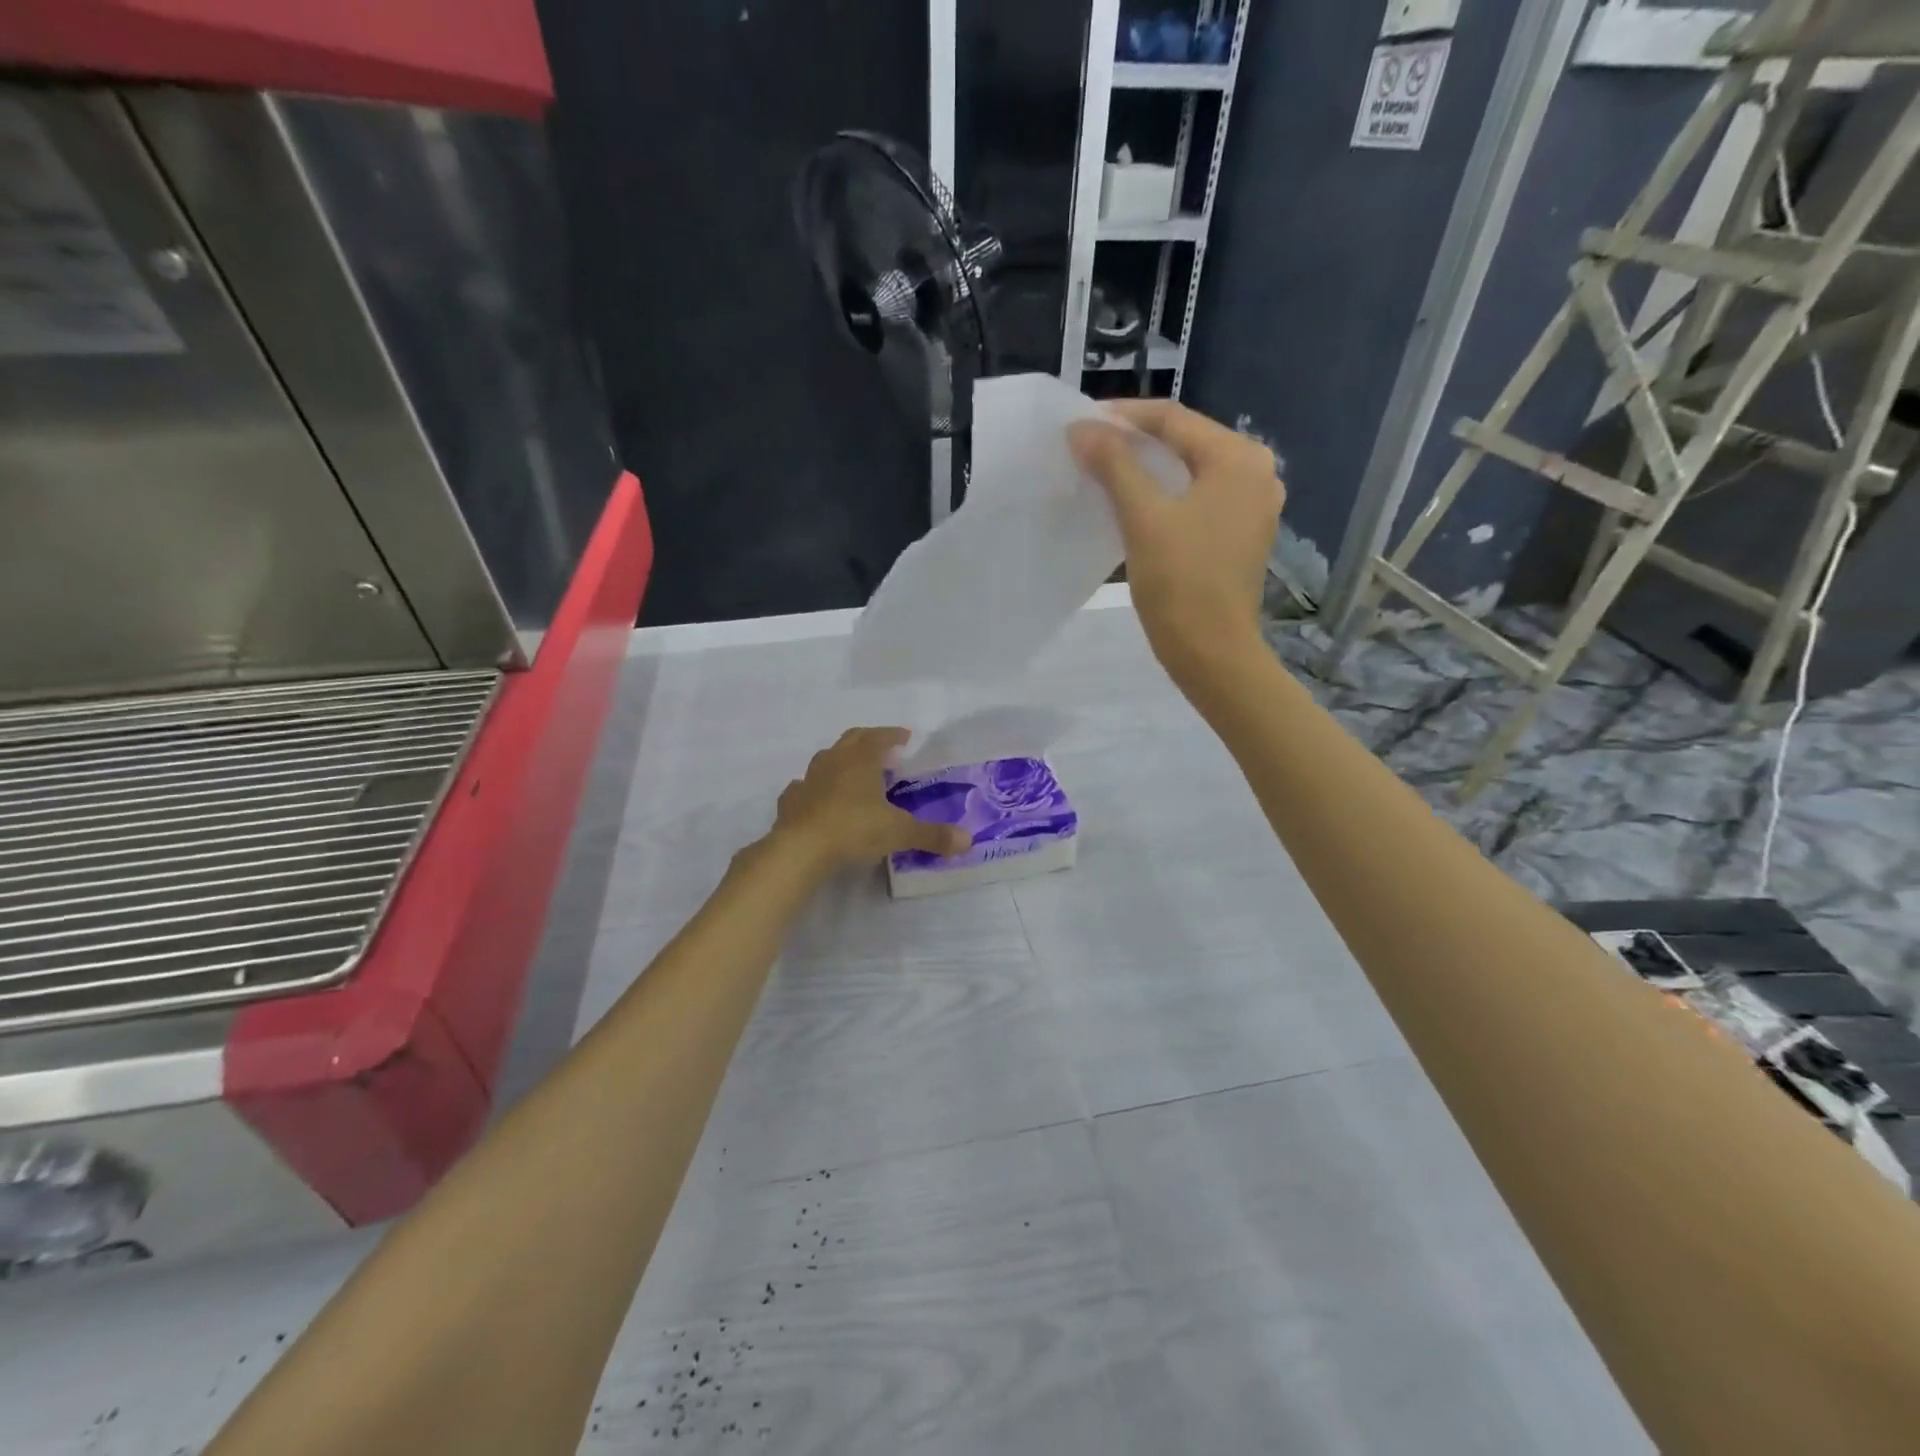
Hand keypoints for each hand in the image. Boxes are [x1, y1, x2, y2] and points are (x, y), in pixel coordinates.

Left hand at [771, 728, 971, 871]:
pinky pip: (804, 788)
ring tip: (853, 775)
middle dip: (868, 741)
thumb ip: (932, 835)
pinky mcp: (790, 801)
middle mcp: (833, 761)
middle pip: (851, 740)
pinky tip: (820, 800)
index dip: (893, 735)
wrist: (800, 850)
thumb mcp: (899, 833)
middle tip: (882, 751)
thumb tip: (967, 840)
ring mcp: (808, 780)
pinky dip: (815, 789)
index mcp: (861, 759)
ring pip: (826, 760)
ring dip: (840, 762)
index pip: (880, 737)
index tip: (905, 737)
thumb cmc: (854, 829)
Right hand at [1068, 400, 1283, 691]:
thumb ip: (1114, 464)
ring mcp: (1252, 505)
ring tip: (1103, 473)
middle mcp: (1256, 472)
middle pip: (1185, 441)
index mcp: (1238, 458)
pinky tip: (1134, 504)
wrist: (1212, 652)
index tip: (1080, 423)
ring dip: (1147, 469)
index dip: (1123, 417)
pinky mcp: (1241, 534)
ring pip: (1190, 472)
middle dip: (1134, 442)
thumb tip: (1081, 426)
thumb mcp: (1143, 517)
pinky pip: (1198, 499)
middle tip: (1087, 447)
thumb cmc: (1181, 582)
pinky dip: (1165, 495)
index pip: (1173, 419)